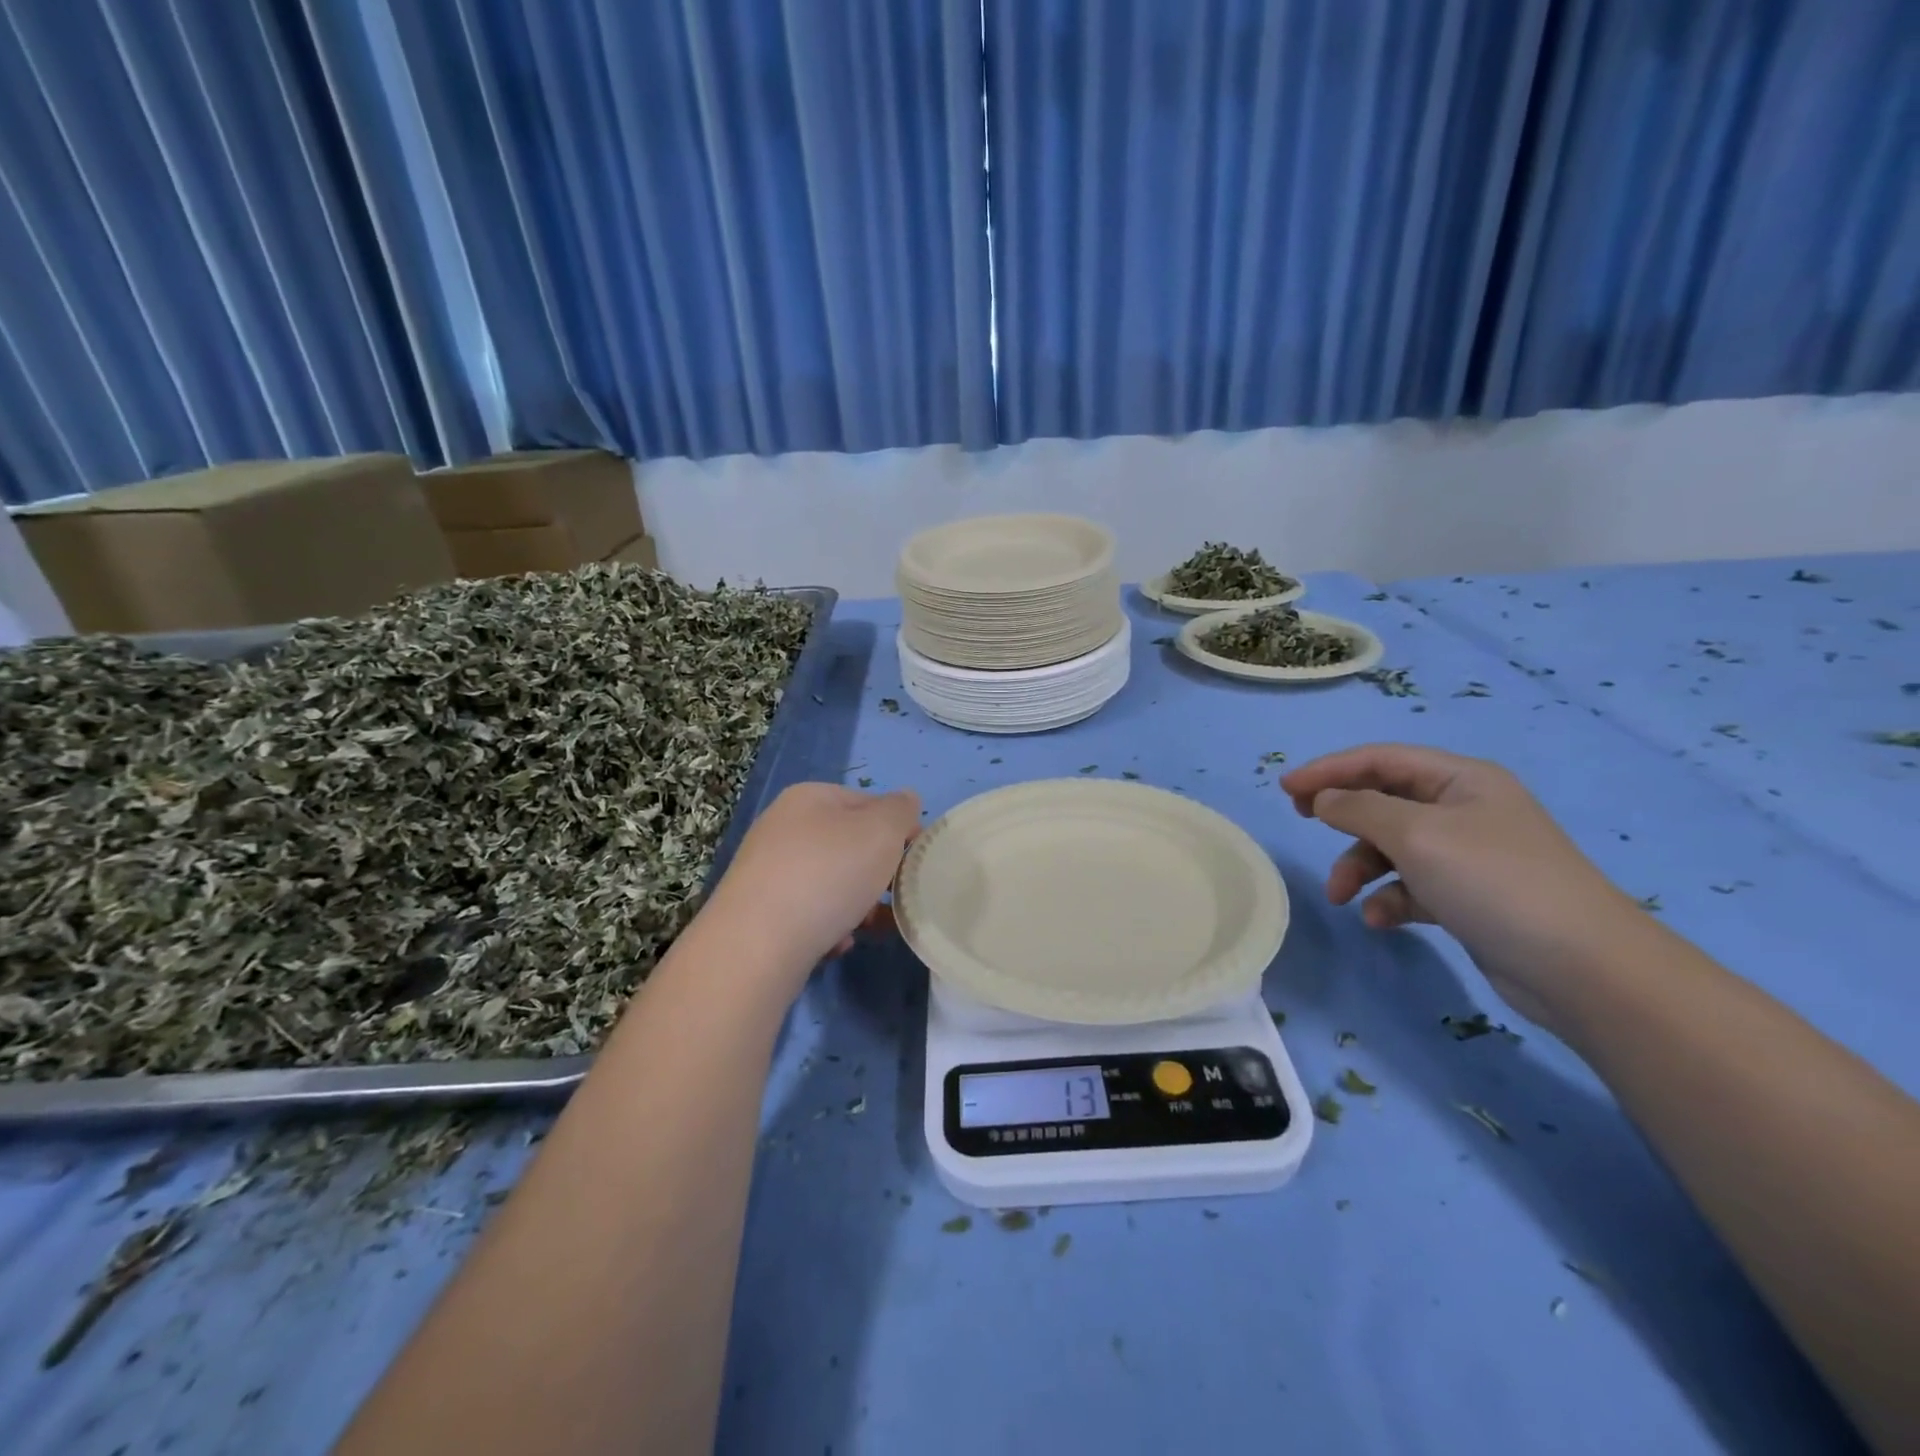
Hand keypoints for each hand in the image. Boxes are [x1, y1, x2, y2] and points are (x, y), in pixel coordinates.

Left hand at [700, 782, 920, 984]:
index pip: (868, 803)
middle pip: (849, 845)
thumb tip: (905, 801)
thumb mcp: (882, 830)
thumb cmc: (828, 874)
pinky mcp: (759, 913)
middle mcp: (783, 827)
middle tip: (895, 896)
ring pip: (832, 883)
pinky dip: (829, 928)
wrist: (757, 944)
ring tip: (870, 927)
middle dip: (878, 872)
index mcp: (810, 797)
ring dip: (858, 905)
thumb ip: (901, 810)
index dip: (898, 828)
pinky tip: (837, 944)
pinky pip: (809, 915)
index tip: (916, 859)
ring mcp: (767, 871)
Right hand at [1280, 744, 1636, 1030]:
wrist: (1583, 968)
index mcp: (1461, 780)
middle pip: (1384, 801)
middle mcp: (1464, 810)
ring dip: (1359, 868)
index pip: (1381, 759)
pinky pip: (1411, 886)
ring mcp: (1468, 855)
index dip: (1329, 769)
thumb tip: (1323, 799)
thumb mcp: (1416, 835)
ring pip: (1392, 847)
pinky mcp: (1468, 898)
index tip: (1285, 790)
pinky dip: (1389, 898)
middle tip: (1302, 824)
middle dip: (1343, 818)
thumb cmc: (1494, 881)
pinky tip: (1381, 920)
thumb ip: (1359, 809)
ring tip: (1341, 897)